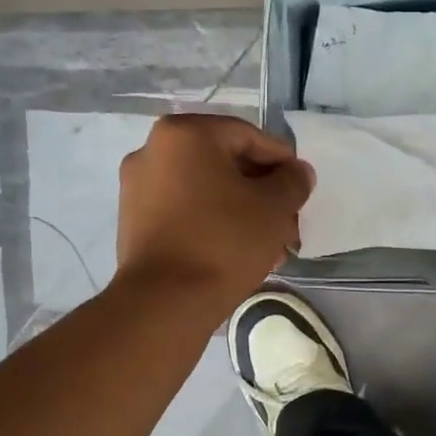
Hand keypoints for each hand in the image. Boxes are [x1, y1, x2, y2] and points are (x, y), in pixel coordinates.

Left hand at [116, 114, 313, 307]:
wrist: (165, 302)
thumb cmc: (224, 242)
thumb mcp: (273, 208)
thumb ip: (292, 181)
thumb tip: (297, 172)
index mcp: (185, 134)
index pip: (248, 136)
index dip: (282, 162)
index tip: (301, 190)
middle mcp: (153, 151)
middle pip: (224, 164)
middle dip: (261, 193)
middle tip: (288, 222)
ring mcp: (137, 188)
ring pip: (205, 191)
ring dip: (241, 211)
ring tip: (269, 246)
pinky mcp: (134, 222)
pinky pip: (185, 212)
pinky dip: (213, 224)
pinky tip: (238, 253)